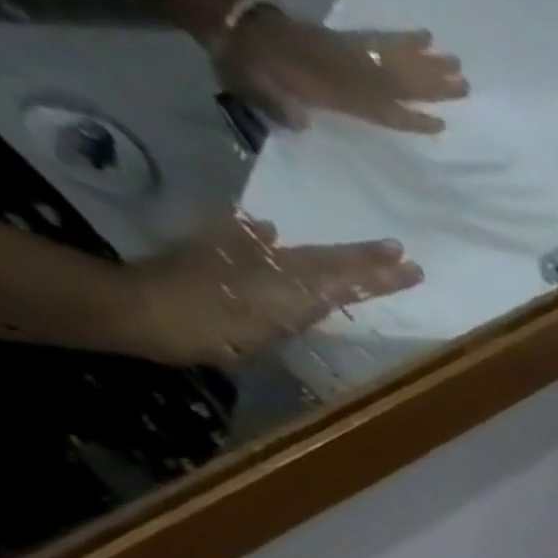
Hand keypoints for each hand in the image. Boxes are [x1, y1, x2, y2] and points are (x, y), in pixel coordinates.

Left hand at [124, 216, 421, 365]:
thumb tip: (327, 261)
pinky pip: (254, 245)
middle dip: (364, 259)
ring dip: (332, 255)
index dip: (380, 271)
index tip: (415, 266)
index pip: (348, 273)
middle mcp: (273, 261)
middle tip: (398, 252)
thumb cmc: (213, 324)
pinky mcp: (214, 260)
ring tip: (357, 252)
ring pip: (301, 254)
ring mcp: (242, 258)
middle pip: (328, 260)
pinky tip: (271, 232)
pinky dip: (267, 239)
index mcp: (293, 276)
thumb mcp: (271, 315)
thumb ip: (305, 294)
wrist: (142, 311)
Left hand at [218, 11, 467, 133]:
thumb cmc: (250, 68)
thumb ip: (282, 108)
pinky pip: (378, 39)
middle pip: (398, 81)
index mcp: (334, 92)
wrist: (228, 22)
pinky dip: (403, 37)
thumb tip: (300, 119)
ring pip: (395, 60)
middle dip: (432, 84)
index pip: (382, 110)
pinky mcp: (344, 39)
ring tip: (457, 64)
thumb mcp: (261, 92)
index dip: (411, 119)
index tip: (441, 125)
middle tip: (466, 85)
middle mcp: (349, 73)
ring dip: (427, 62)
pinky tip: (425, 36)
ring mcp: (348, 53)